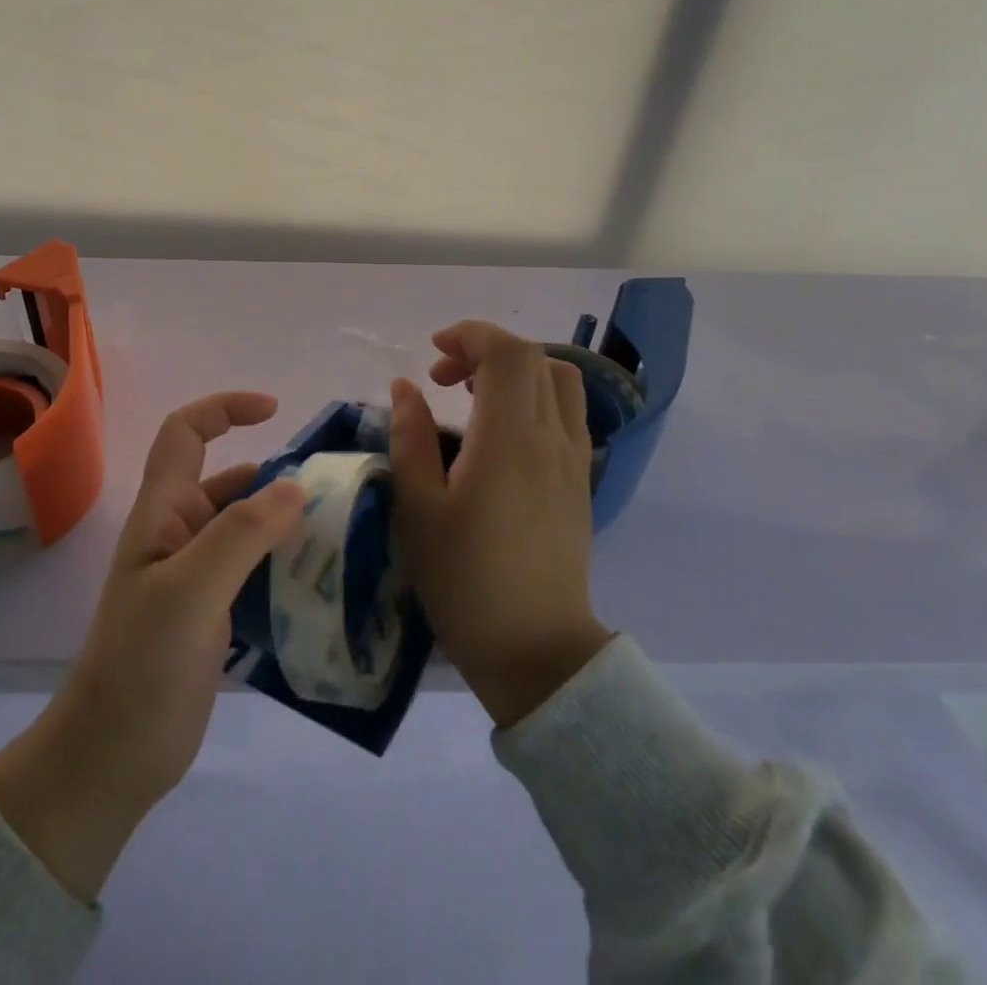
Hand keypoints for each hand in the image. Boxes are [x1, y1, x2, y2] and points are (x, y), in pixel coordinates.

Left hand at [0, 393, 303, 900]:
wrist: (112, 756)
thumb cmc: (141, 665)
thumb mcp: (190, 592)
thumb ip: (240, 535)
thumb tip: (295, 486)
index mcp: (164, 512)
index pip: (186, 433)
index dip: (224, 408)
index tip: (275, 411)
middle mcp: (180, 533)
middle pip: (230, 481)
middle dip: (277, 476)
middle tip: (336, 493)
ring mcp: (197, 574)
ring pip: (248, 527)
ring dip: (287, 522)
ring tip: (342, 534)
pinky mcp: (214, 610)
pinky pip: (256, 568)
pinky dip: (286, 562)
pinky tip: (323, 579)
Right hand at [389, 322, 612, 727]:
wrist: (536, 651)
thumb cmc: (465, 581)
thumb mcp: (419, 509)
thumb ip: (410, 437)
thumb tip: (406, 387)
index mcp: (509, 440)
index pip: (507, 353)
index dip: (470, 335)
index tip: (432, 352)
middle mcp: (551, 439)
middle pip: (535, 358)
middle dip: (485, 349)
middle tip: (442, 378)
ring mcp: (574, 459)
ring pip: (559, 381)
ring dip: (515, 369)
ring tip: (471, 395)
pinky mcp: (580, 480)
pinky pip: (566, 412)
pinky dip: (533, 396)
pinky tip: (499, 430)